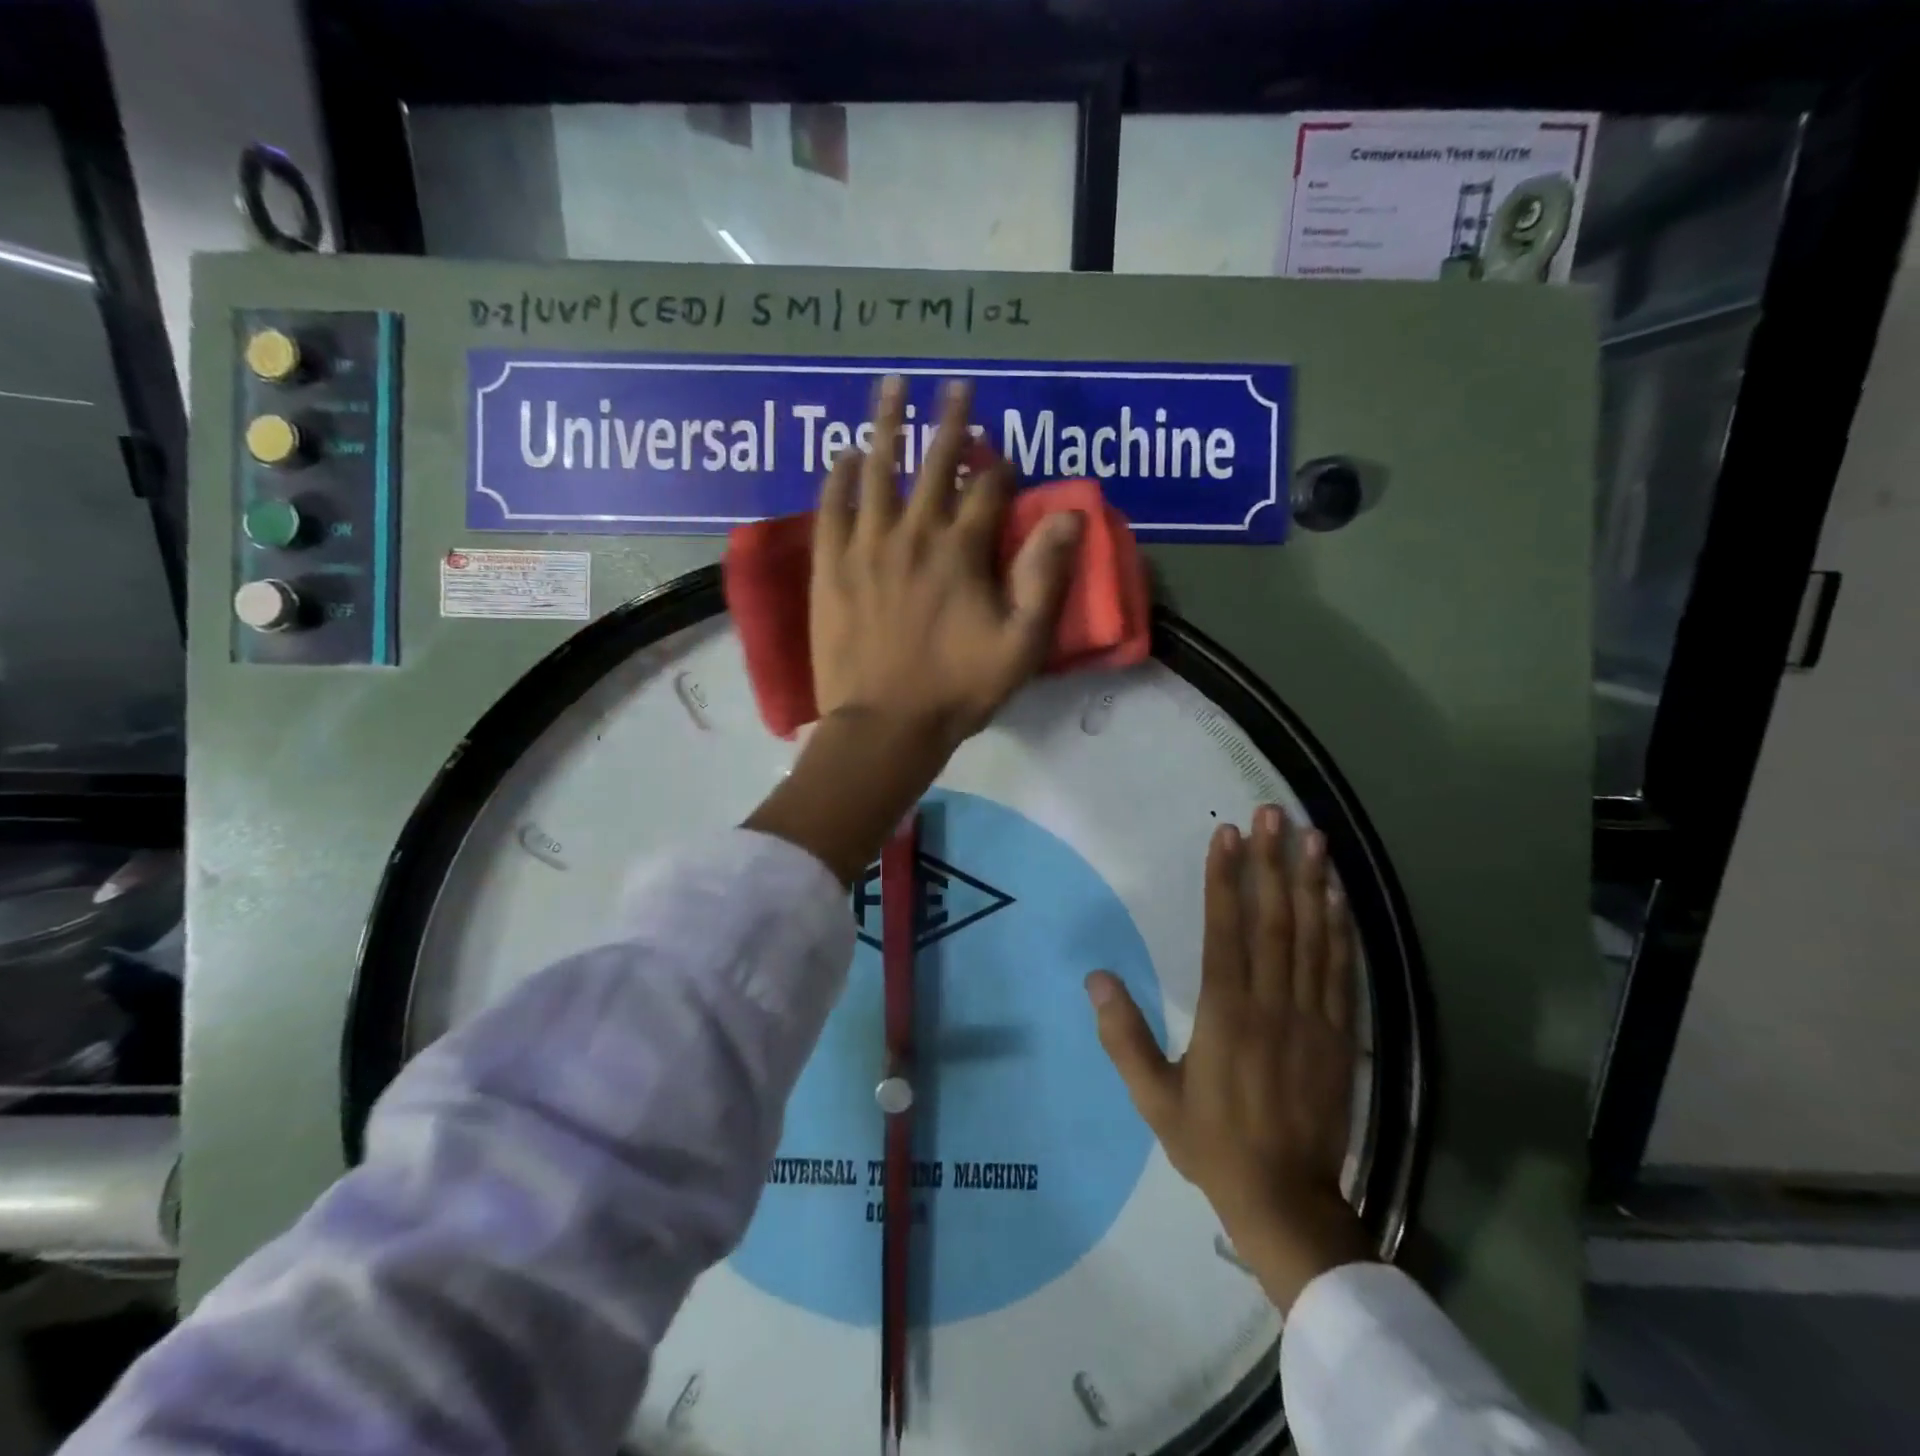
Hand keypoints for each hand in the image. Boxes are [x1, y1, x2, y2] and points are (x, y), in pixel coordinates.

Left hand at [744, 376, 1080, 886]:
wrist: (884, 725)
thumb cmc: (958, 690)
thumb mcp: (1021, 644)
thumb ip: (1046, 578)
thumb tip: (1071, 517)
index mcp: (962, 551)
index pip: (988, 490)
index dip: (1001, 468)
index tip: (1004, 456)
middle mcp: (914, 533)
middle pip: (936, 463)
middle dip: (952, 422)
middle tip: (957, 386)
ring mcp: (866, 545)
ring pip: (878, 469)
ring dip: (888, 424)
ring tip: (893, 384)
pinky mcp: (830, 565)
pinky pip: (832, 507)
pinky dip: (838, 476)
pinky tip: (843, 454)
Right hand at [1087, 806, 1372, 1312]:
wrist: (1286, 1200)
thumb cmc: (1212, 1143)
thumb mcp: (1152, 1097)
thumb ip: (1122, 1036)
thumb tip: (1095, 978)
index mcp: (1225, 1015)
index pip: (1225, 931)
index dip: (1225, 879)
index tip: (1226, 835)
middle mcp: (1272, 1004)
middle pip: (1274, 920)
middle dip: (1271, 862)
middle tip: (1273, 814)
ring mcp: (1313, 1017)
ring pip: (1313, 937)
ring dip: (1311, 883)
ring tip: (1311, 837)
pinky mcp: (1341, 1033)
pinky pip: (1342, 971)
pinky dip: (1340, 929)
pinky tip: (1337, 896)